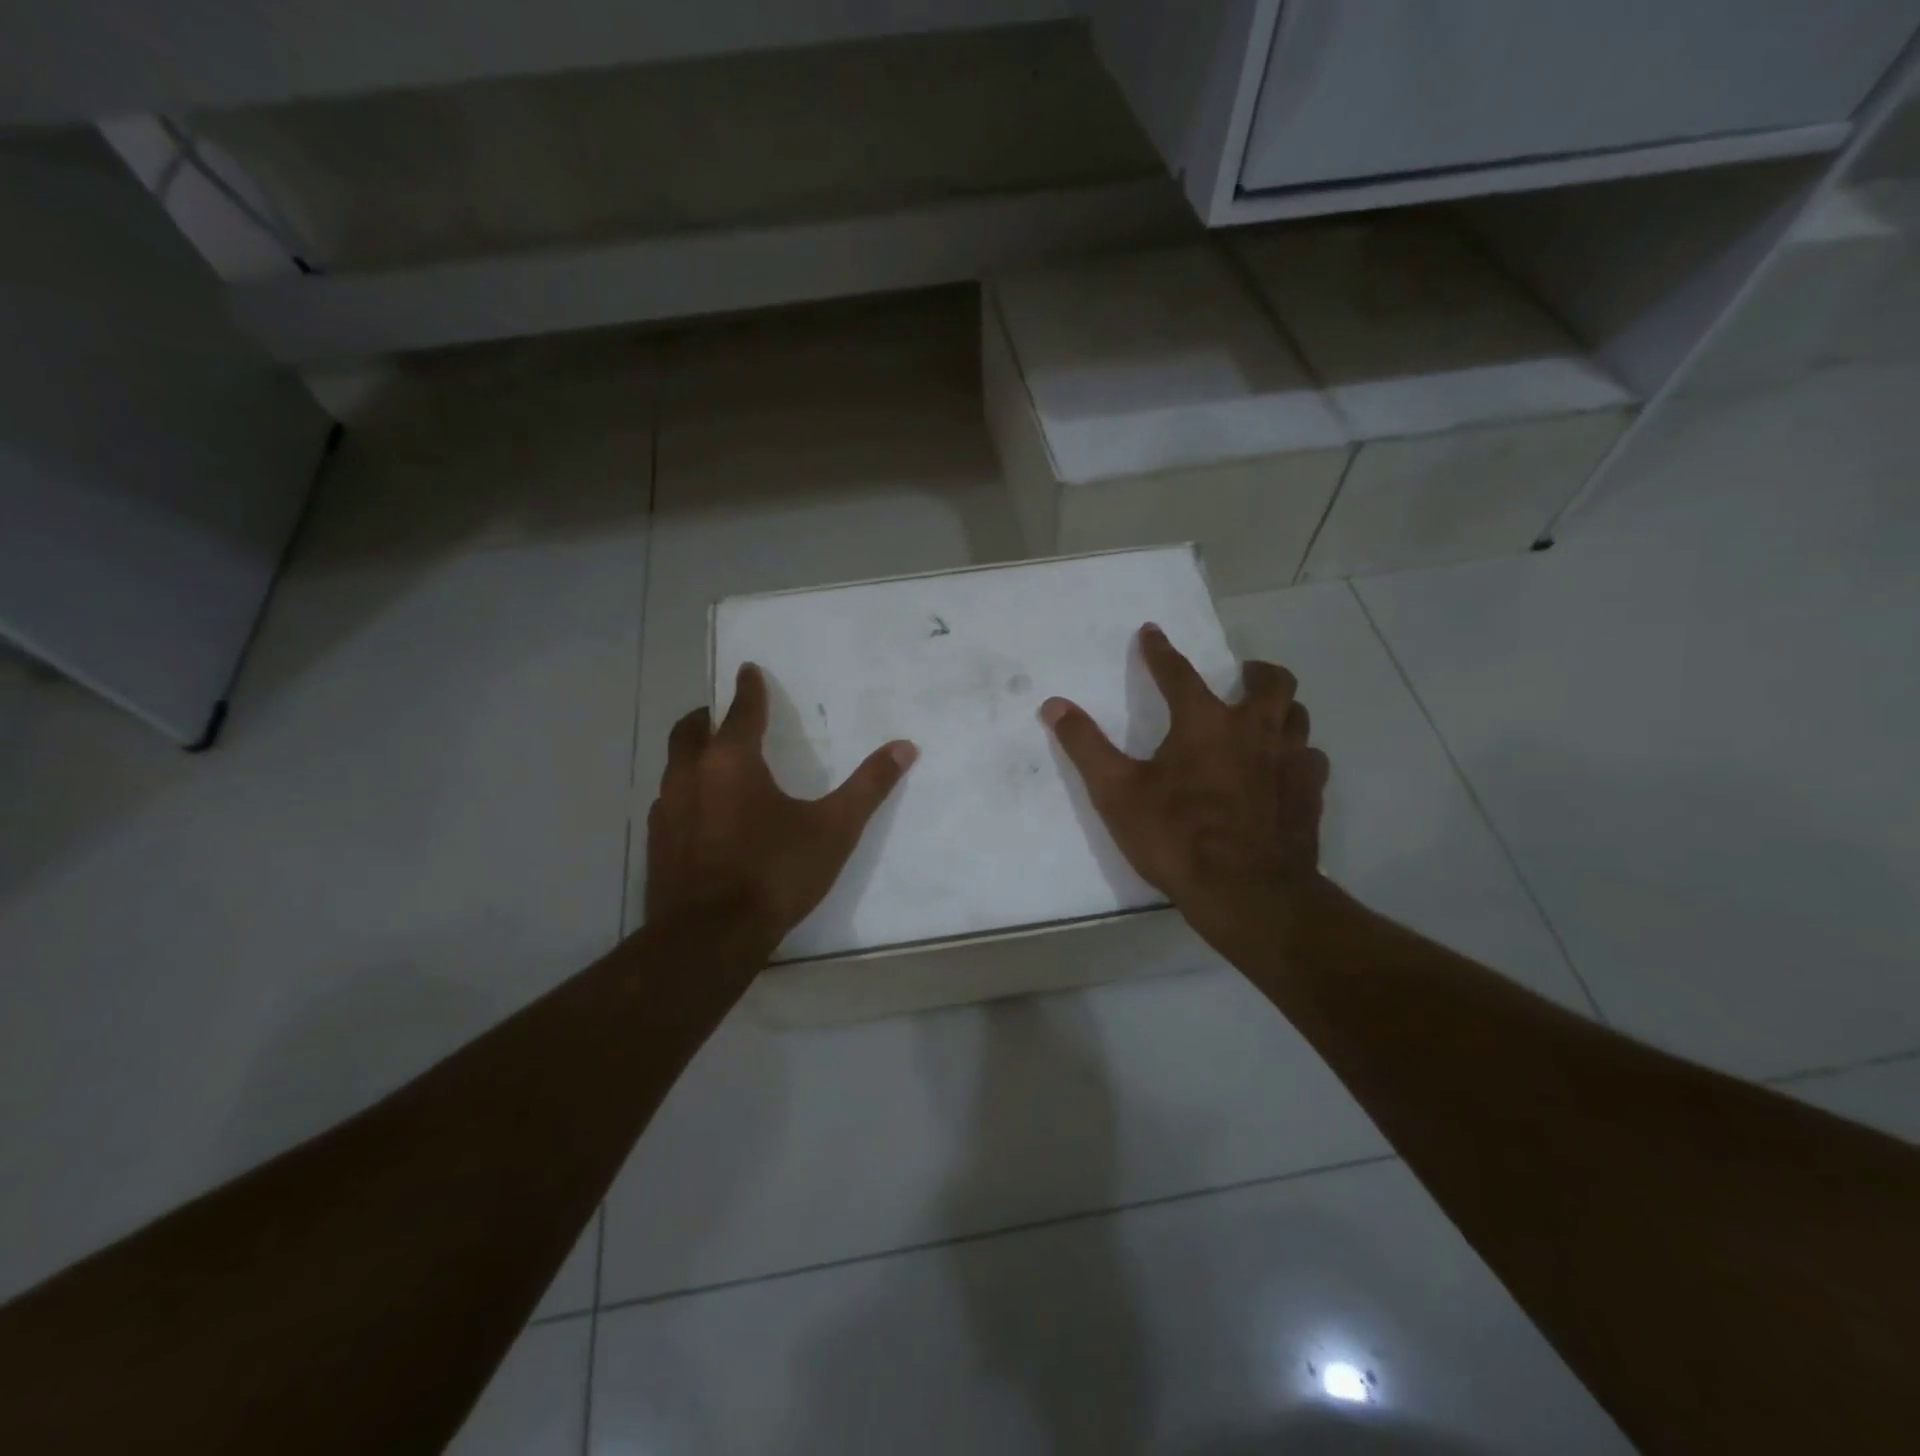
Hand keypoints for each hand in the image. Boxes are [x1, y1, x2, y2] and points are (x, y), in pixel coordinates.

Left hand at [646, 664, 916, 950]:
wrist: (708, 938)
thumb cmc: (774, 873)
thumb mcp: (833, 829)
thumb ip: (868, 787)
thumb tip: (904, 746)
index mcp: (731, 762)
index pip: (741, 710)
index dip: (749, 688)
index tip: (748, 670)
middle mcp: (690, 775)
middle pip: (691, 730)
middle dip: (709, 717)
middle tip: (726, 715)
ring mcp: (666, 810)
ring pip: (675, 765)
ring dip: (694, 755)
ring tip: (717, 764)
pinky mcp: (656, 843)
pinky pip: (669, 801)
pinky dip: (686, 793)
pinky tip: (704, 816)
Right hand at [1041, 623, 1329, 946]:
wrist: (1247, 894)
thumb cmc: (1176, 838)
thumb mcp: (1116, 793)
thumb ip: (1085, 745)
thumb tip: (1054, 704)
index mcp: (1204, 722)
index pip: (1178, 673)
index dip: (1160, 651)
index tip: (1151, 632)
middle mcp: (1254, 730)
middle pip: (1270, 682)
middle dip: (1254, 671)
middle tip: (1240, 675)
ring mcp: (1290, 760)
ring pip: (1298, 715)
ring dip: (1280, 708)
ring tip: (1264, 718)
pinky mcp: (1311, 793)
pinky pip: (1312, 758)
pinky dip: (1298, 754)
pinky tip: (1284, 769)